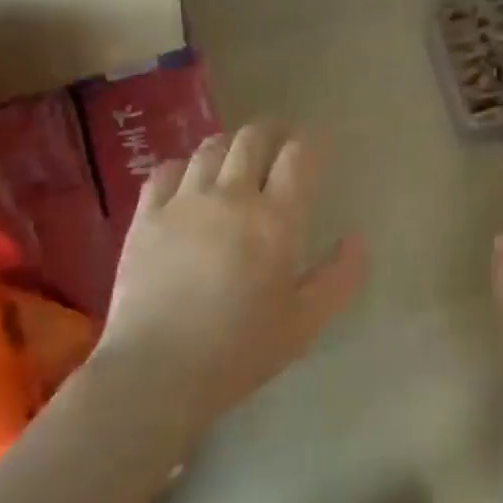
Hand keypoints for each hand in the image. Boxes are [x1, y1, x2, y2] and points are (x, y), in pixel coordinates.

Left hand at [93, 124, 365, 443]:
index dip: (310, 144)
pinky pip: (167, 170)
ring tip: (237, 156)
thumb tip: (356, 238)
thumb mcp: (306, 322)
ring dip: (231, 144)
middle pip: (253, 139)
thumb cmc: (242, 350)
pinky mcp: (146, 216)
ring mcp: (184, 202)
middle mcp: (231, 197)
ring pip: (210, 148)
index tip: (314, 147)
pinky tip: (189, 179)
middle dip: (271, 131)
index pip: (298, 157)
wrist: (158, 370)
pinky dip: (185, 165)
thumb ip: (340, 277)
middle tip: (279, 141)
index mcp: (276, 220)